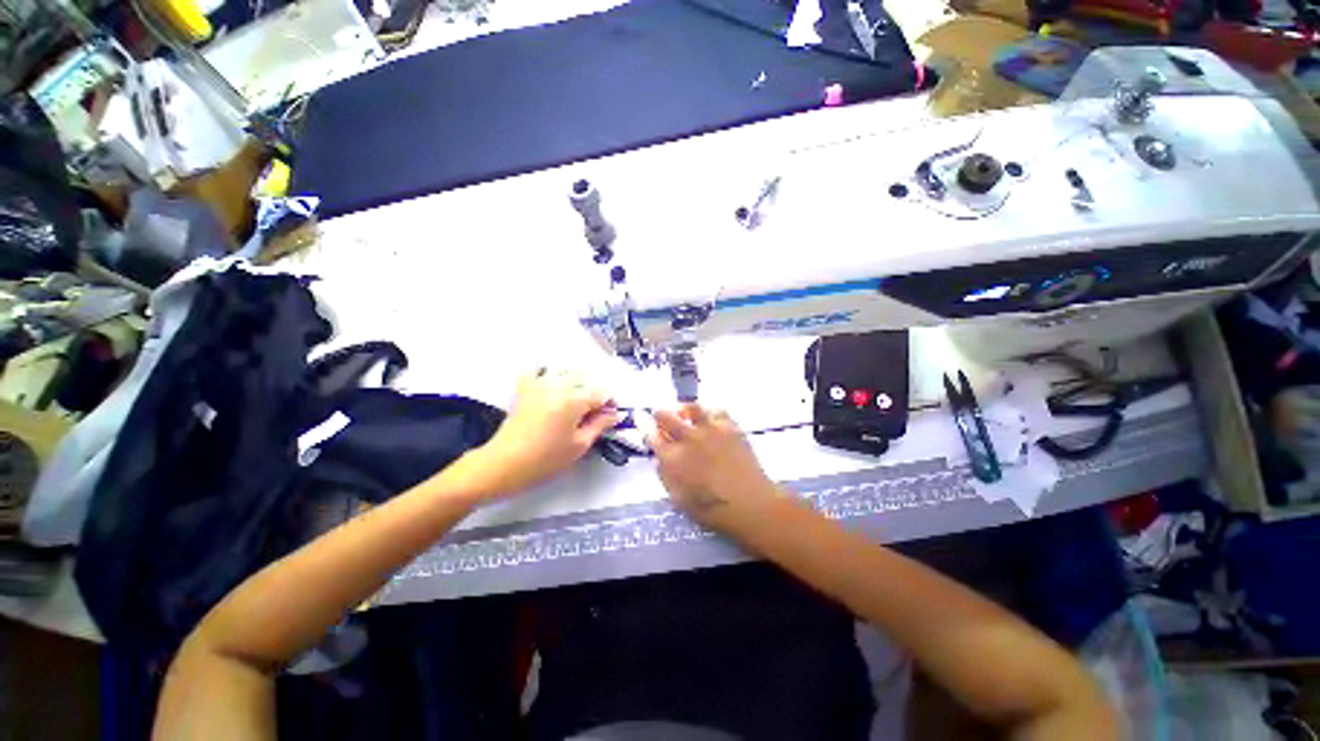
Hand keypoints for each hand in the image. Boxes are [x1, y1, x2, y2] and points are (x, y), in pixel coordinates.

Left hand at [468, 370, 620, 495]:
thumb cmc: (543, 460)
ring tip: (576, 407)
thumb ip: (600, 425)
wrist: (503, 464)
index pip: (603, 392)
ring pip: (568, 374)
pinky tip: (553, 391)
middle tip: (595, 415)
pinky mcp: (526, 388)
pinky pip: (541, 372)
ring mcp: (540, 383)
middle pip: (587, 380)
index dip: (611, 404)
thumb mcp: (580, 445)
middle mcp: (558, 384)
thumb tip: (613, 414)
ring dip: (577, 386)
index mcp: (574, 398)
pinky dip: (550, 376)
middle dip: (595, 394)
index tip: (611, 416)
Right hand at [648, 405, 779, 527]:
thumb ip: (664, 473)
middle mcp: (688, 438)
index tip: (640, 418)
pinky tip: (709, 419)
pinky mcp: (730, 427)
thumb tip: (659, 455)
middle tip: (659, 414)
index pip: (651, 434)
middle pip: (666, 415)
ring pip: (692, 407)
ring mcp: (710, 430)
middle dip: (659, 413)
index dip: (643, 425)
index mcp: (672, 458)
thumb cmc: (711, 509)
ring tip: (684, 413)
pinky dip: (708, 412)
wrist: (750, 504)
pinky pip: (716, 409)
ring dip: (683, 408)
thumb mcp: (678, 498)